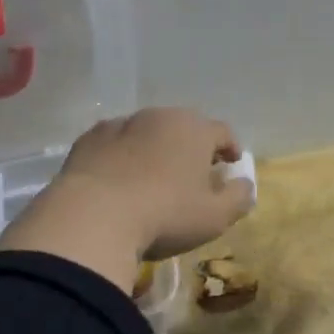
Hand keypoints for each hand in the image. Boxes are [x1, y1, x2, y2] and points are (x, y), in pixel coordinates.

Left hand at [54, 108, 254, 258]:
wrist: (93, 216)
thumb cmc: (165, 214)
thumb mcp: (215, 217)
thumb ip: (238, 197)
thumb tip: (244, 184)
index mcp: (194, 129)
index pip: (221, 131)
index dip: (229, 148)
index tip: (231, 164)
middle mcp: (158, 116)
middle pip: (183, 127)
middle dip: (191, 146)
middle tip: (193, 171)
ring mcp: (120, 124)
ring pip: (146, 132)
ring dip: (154, 149)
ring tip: (153, 176)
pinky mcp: (88, 139)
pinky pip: (113, 144)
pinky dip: (121, 156)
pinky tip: (118, 180)